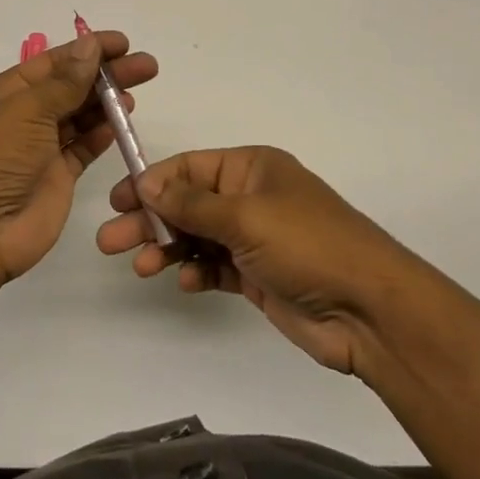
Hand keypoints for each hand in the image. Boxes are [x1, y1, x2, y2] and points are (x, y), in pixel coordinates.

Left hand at [0, 31, 157, 284]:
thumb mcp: (25, 111)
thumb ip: (64, 82)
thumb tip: (90, 46)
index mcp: (5, 92)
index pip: (53, 62)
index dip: (87, 49)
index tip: (124, 43)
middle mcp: (22, 116)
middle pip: (71, 86)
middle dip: (106, 74)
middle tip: (147, 66)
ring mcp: (40, 148)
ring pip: (80, 116)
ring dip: (107, 102)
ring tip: (137, 91)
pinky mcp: (56, 177)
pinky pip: (83, 148)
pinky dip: (102, 134)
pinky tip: (122, 121)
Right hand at [97, 146, 398, 373]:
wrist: (370, 311)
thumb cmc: (307, 245)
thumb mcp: (245, 216)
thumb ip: (191, 203)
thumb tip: (146, 182)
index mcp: (251, 168)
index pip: (189, 167)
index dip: (152, 181)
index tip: (118, 201)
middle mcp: (250, 197)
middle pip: (187, 203)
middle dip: (150, 219)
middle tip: (109, 240)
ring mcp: (255, 238)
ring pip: (197, 237)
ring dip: (168, 248)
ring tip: (140, 267)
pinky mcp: (259, 276)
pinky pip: (216, 267)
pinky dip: (196, 272)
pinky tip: (183, 281)